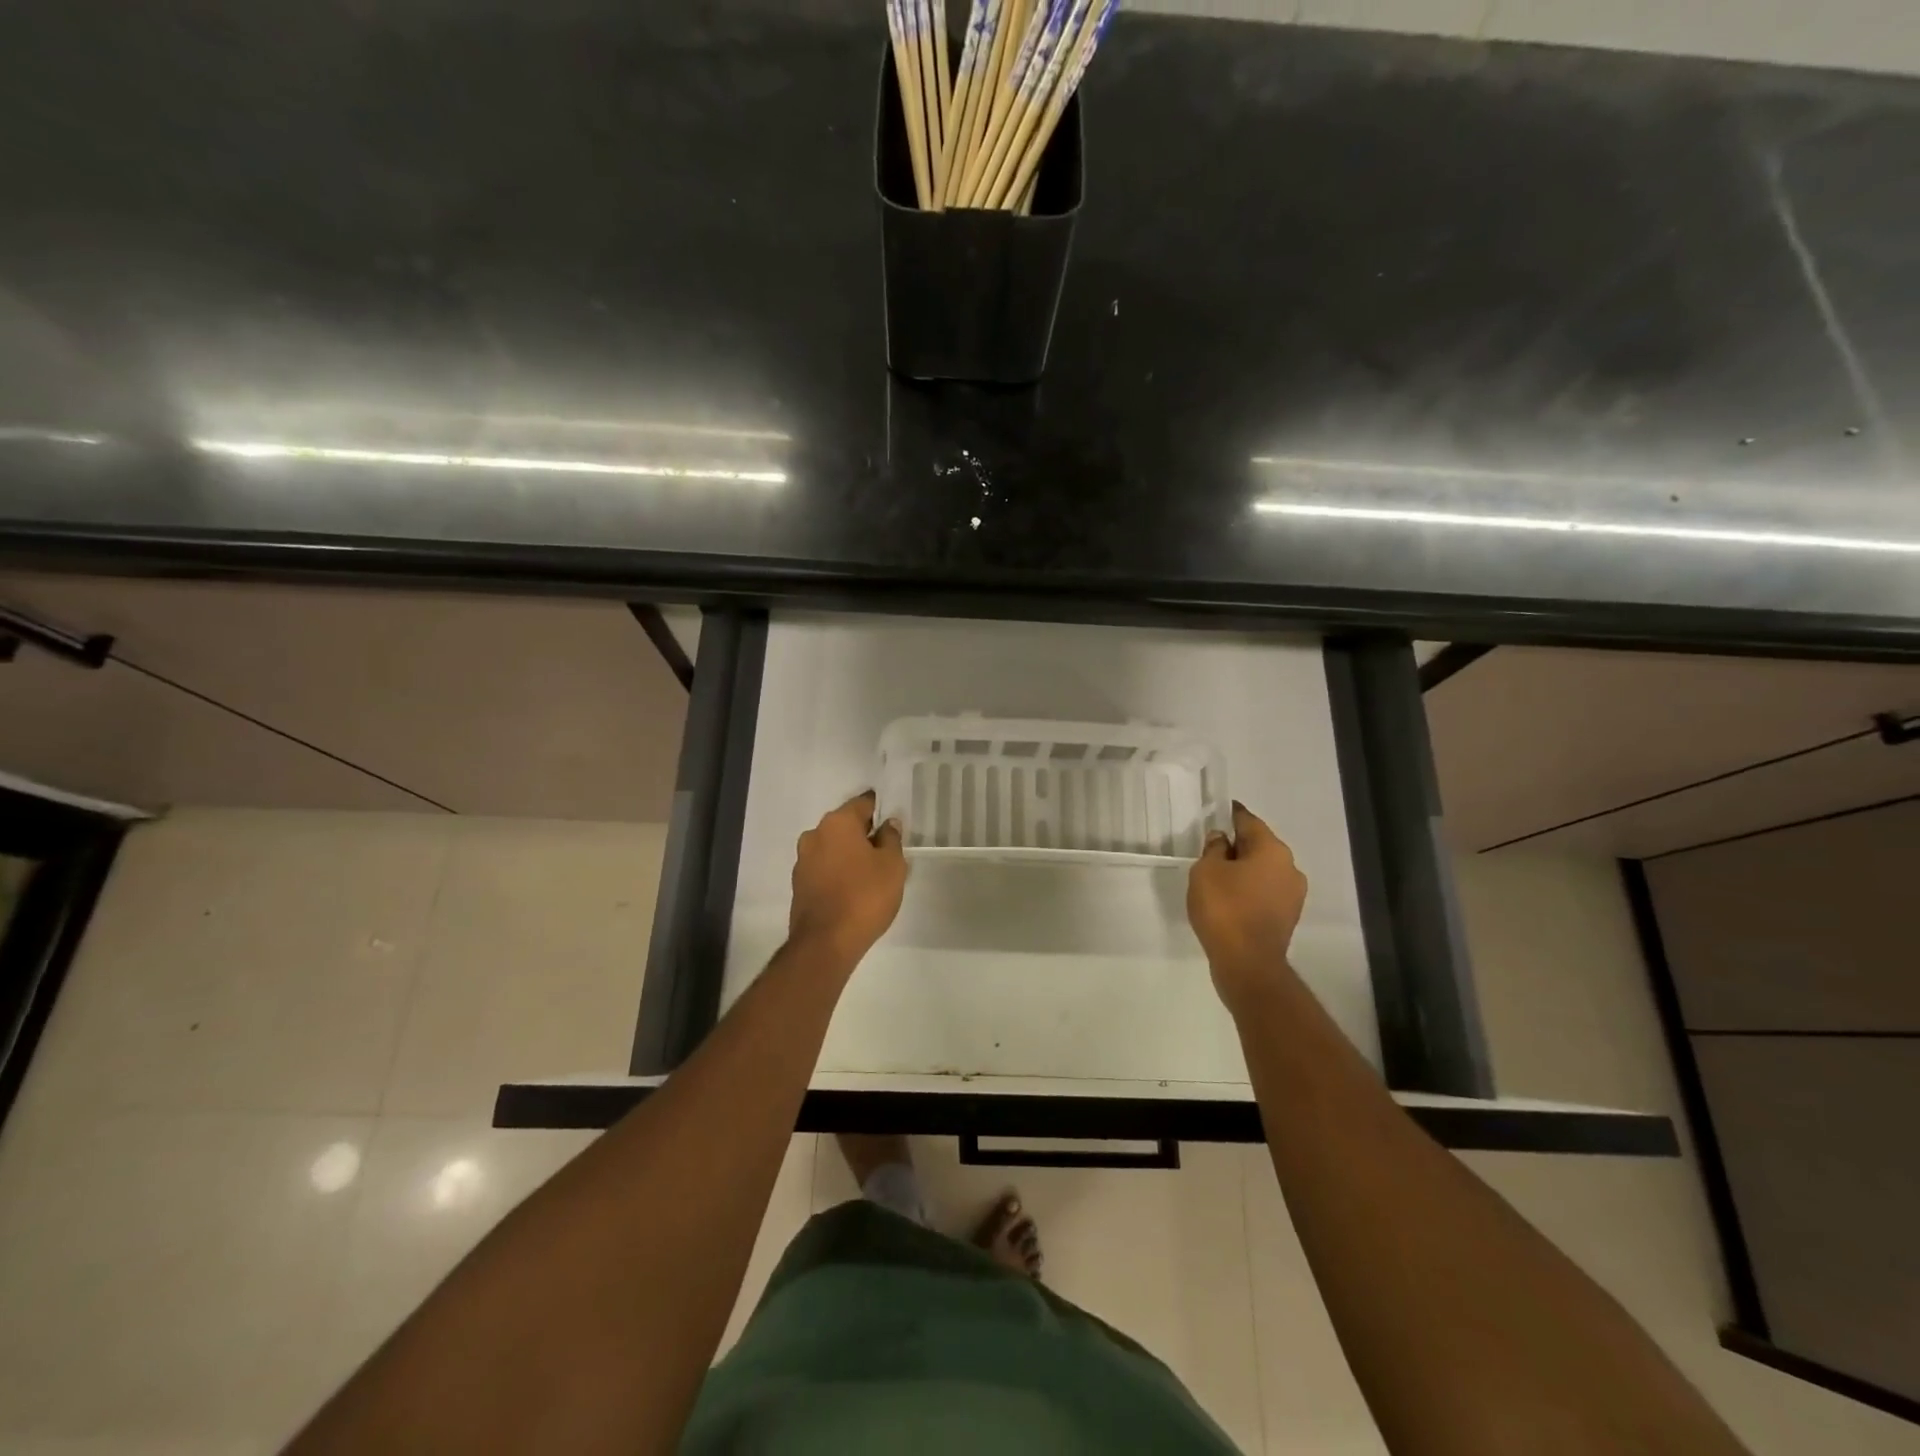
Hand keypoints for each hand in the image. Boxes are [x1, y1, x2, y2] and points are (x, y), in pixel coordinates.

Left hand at [788, 791, 907, 966]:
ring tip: (870, 874)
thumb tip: (887, 825)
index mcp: (837, 823)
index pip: (862, 804)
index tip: (892, 822)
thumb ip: (891, 839)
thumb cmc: (865, 896)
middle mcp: (815, 835)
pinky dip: (837, 871)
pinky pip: (824, 868)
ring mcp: (802, 860)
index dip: (879, 810)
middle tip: (885, 851)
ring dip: (849, 854)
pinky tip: (852, 888)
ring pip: (832, 847)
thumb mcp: (892, 865)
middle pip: (845, 825)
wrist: (826, 942)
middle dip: (864, 834)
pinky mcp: (798, 884)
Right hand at [1187, 802, 1308, 1010]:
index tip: (1218, 813)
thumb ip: (1213, 849)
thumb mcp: (1205, 871)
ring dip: (1244, 870)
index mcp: (1272, 850)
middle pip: (1259, 846)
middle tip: (1211, 850)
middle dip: (1237, 846)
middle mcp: (1289, 867)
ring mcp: (1293, 895)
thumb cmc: (1224, 909)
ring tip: (1217, 879)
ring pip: (1263, 871)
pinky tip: (1229, 900)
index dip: (1230, 815)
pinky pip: (1265, 892)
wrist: (1247, 964)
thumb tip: (1222, 840)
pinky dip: (1249, 890)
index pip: (1248, 821)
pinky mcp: (1287, 917)